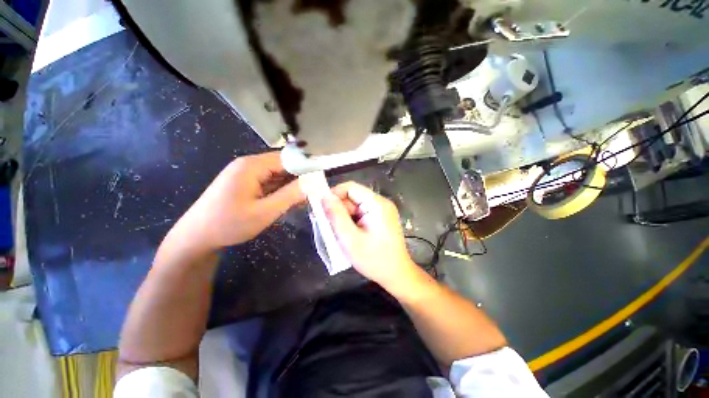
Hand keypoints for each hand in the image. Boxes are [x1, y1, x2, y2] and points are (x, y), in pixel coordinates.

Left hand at [173, 152, 303, 251]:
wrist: (197, 237)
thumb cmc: (229, 224)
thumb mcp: (265, 211)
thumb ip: (290, 195)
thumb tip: (313, 182)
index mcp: (252, 166)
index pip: (287, 158)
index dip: (306, 166)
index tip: (321, 177)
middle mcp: (249, 164)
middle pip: (283, 164)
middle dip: (300, 176)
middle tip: (316, 190)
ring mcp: (247, 174)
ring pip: (278, 174)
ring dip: (292, 184)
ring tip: (306, 196)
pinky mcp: (246, 183)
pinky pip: (270, 182)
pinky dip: (281, 189)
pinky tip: (290, 199)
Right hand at [322, 181, 417, 288]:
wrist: (397, 274)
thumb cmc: (374, 259)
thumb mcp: (350, 239)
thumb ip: (336, 216)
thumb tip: (324, 197)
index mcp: (376, 203)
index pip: (350, 187)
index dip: (333, 194)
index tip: (321, 208)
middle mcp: (381, 202)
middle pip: (353, 196)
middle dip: (338, 208)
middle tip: (327, 225)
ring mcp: (382, 210)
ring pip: (355, 206)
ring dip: (343, 216)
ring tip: (336, 232)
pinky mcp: (381, 218)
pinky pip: (361, 213)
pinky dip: (351, 220)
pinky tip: (347, 233)